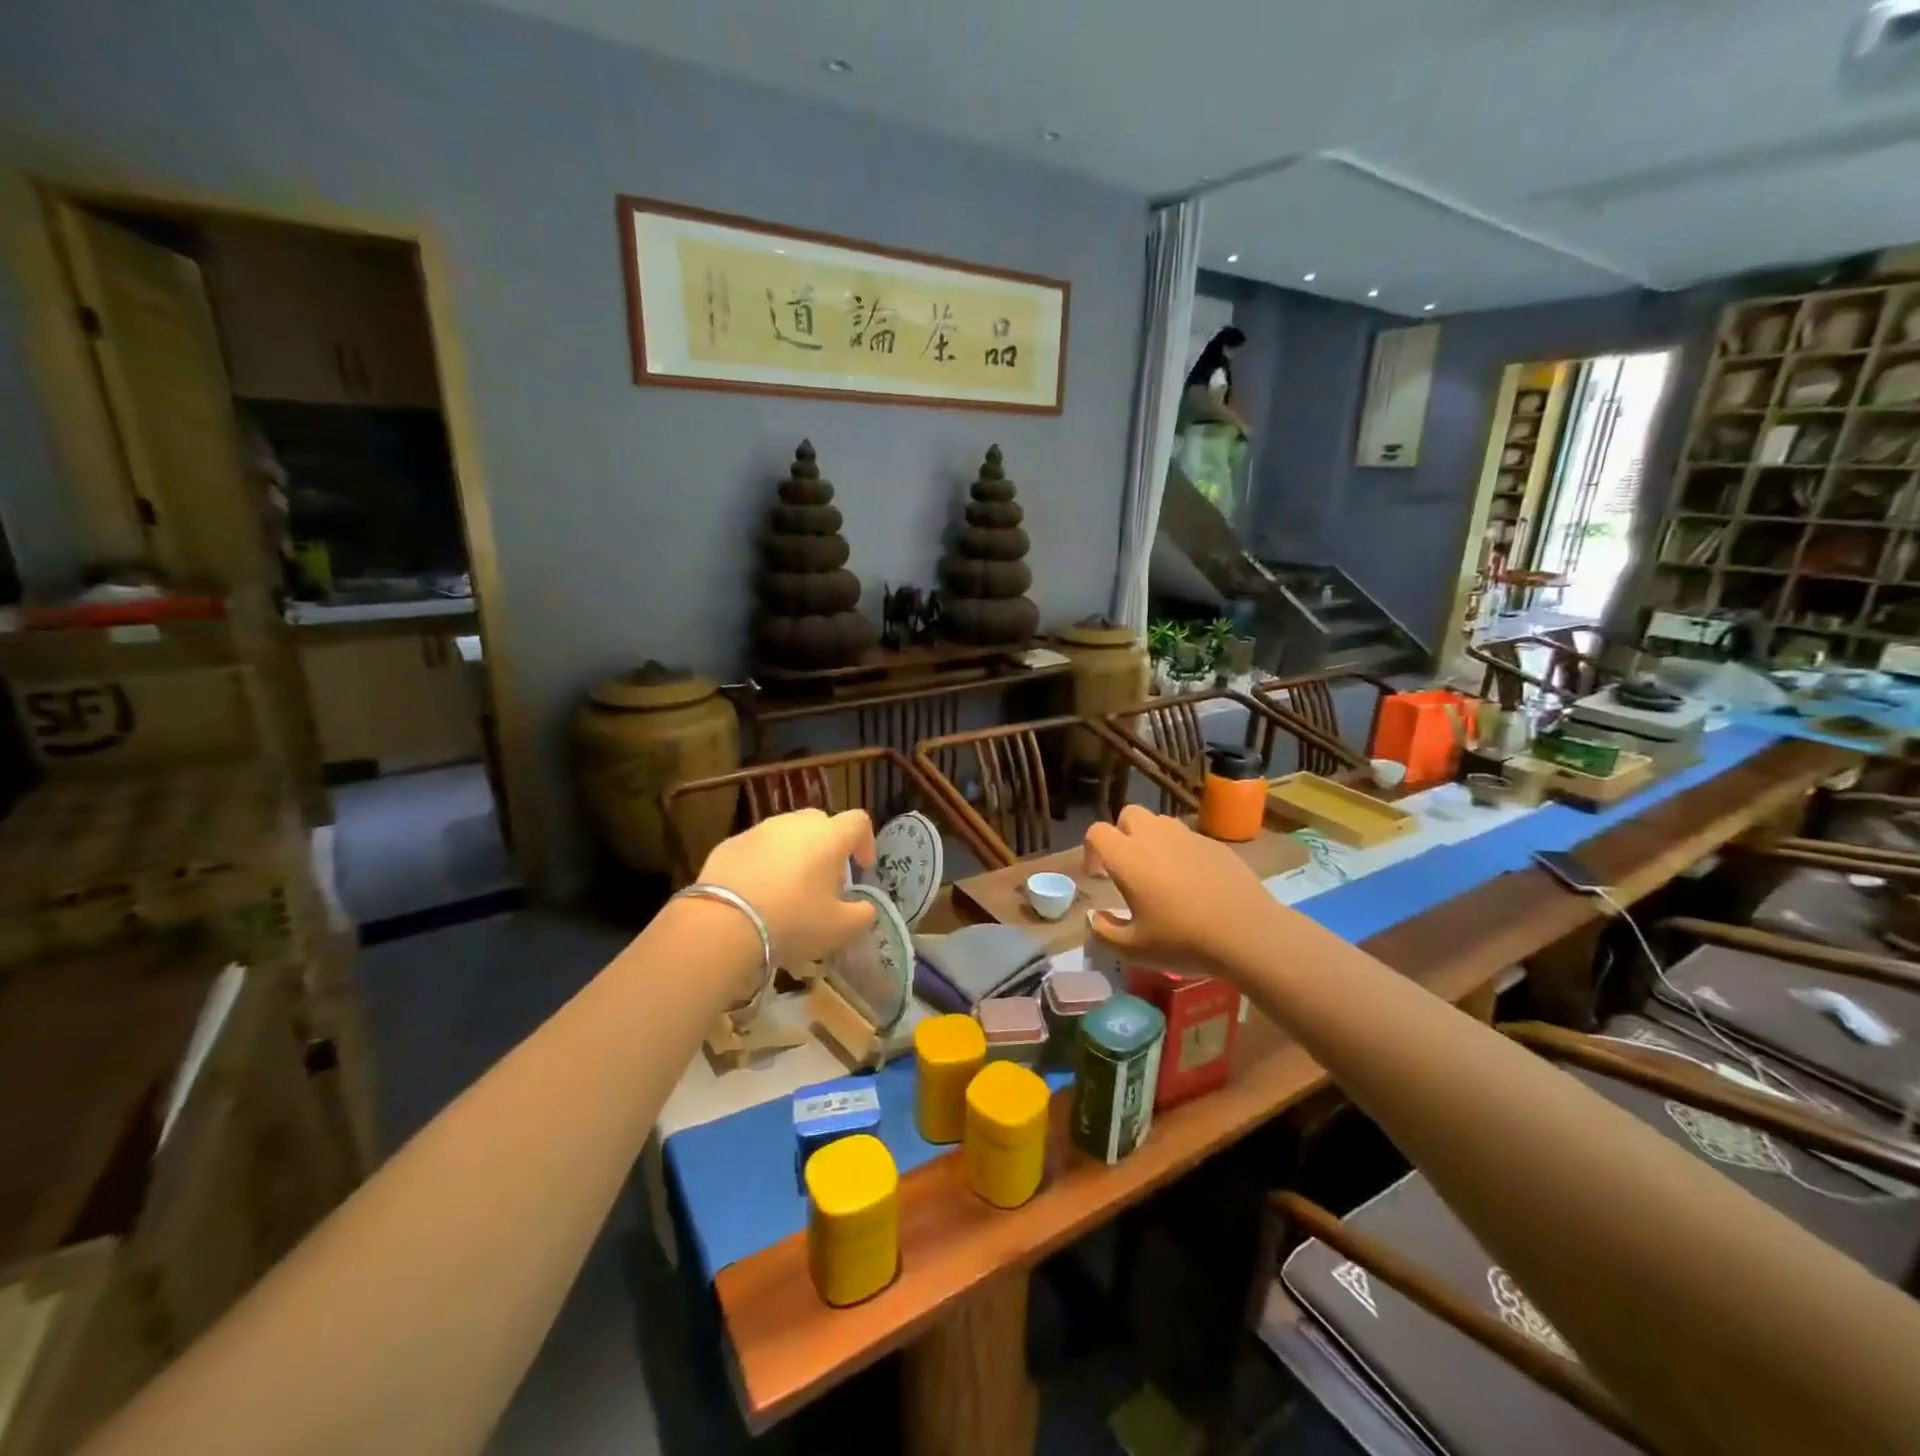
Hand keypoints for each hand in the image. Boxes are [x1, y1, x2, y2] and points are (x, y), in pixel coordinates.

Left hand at [697, 808, 876, 968]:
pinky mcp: (729, 844)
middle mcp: (795, 824)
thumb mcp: (840, 928)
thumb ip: (862, 914)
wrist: (723, 924)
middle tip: (824, 880)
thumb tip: (865, 906)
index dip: (865, 842)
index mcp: (829, 837)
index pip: (858, 822)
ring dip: (794, 853)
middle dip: (827, 846)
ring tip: (788, 889)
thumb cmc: (793, 921)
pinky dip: (763, 863)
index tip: (862, 869)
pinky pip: (756, 848)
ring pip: (786, 834)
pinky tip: (756, 894)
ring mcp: (759, 830)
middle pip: (820, 823)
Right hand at [1083, 806, 1283, 979]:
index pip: (1097, 832)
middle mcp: (1154, 837)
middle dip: (1122, 835)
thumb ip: (1104, 931)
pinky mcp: (1214, 844)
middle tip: (1128, 868)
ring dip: (1151, 839)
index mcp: (1128, 857)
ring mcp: (1187, 837)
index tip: (1100, 877)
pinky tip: (1193, 882)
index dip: (1091, 851)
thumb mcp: (1134, 949)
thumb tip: (1095, 917)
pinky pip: (1187, 838)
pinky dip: (1180, 851)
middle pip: (1128, 815)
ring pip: (1159, 823)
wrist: (1247, 933)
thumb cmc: (1183, 940)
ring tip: (1160, 873)